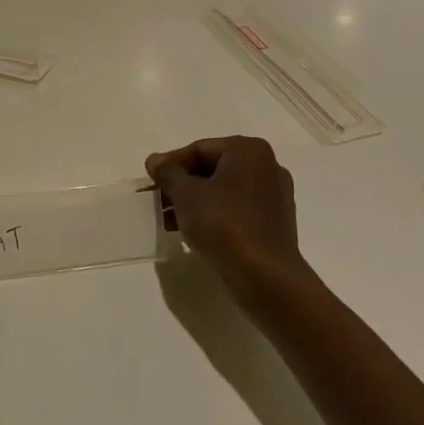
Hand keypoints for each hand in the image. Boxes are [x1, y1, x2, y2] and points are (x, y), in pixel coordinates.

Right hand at [146, 136, 314, 297]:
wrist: (264, 275)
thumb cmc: (223, 224)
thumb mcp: (186, 194)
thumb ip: (168, 172)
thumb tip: (155, 160)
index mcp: (248, 151)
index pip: (199, 149)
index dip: (169, 164)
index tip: (150, 182)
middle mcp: (266, 167)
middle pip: (211, 169)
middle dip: (181, 185)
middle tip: (157, 201)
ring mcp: (273, 196)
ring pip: (222, 191)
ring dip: (193, 202)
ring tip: (168, 220)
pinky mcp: (273, 223)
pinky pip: (236, 210)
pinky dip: (213, 215)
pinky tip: (191, 231)